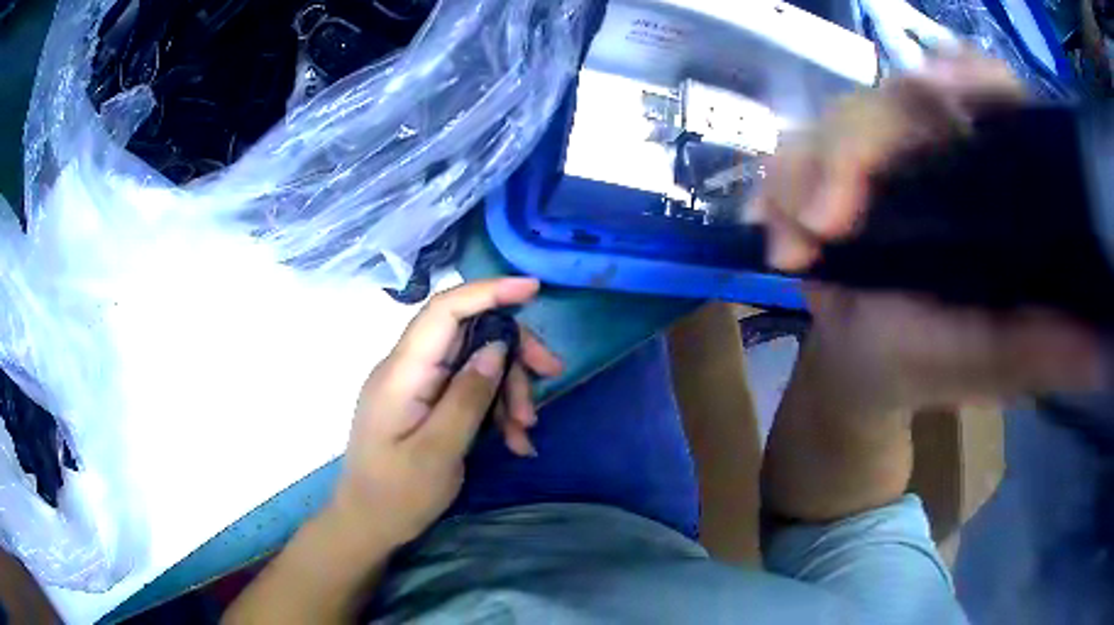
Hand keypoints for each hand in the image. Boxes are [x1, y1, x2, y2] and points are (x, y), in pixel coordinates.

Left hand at [331, 278, 562, 546]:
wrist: (368, 524)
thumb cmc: (397, 495)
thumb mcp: (438, 453)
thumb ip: (466, 397)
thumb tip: (496, 346)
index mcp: (402, 373)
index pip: (443, 311)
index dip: (488, 291)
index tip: (533, 288)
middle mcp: (408, 369)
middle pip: (468, 335)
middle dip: (513, 353)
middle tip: (552, 376)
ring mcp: (417, 386)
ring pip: (475, 363)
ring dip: (509, 390)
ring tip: (525, 433)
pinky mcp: (427, 403)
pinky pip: (468, 390)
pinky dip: (496, 409)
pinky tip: (514, 441)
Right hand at [753, 54, 1103, 412]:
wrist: (861, 371)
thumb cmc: (930, 366)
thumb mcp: (991, 364)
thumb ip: (1039, 349)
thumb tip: (1098, 349)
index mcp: (989, 181)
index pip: (993, 95)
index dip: (975, 78)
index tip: (947, 88)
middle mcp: (938, 149)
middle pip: (898, 98)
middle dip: (857, 145)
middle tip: (828, 219)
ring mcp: (881, 154)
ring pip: (837, 120)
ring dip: (805, 172)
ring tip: (794, 245)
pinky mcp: (832, 168)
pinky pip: (793, 153)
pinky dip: (776, 187)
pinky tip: (774, 231)